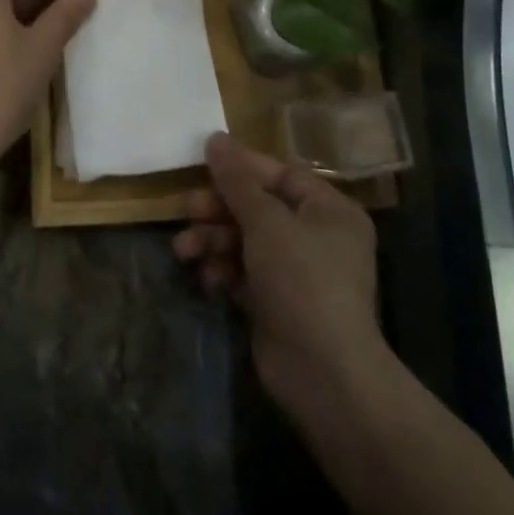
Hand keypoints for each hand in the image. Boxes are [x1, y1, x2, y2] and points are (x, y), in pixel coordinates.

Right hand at [174, 134, 383, 419]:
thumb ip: (237, 180)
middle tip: (186, 210)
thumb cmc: (301, 281)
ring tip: (184, 250)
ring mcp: (297, 273)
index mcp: (328, 210)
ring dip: (214, 241)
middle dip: (219, 210)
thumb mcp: (266, 221)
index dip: (240, 167)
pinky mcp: (278, 304)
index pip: (279, 174)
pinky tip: (207, 278)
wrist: (324, 376)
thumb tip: (215, 138)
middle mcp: (317, 237)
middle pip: (258, 207)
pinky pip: (244, 273)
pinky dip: (224, 271)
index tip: (201, 163)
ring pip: (246, 241)